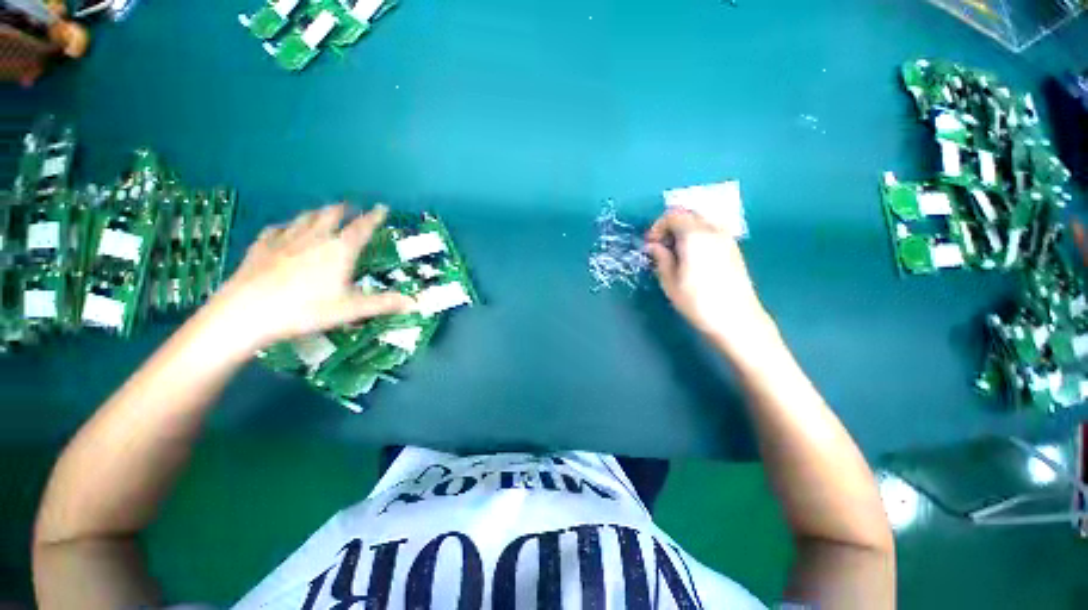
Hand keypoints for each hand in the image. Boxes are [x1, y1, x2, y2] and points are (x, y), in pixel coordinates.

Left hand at [206, 204, 413, 350]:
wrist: (246, 314)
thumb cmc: (305, 311)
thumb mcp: (350, 310)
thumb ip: (384, 304)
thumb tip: (415, 302)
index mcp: (339, 251)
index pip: (361, 228)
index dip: (373, 217)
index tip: (381, 208)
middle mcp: (314, 239)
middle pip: (331, 216)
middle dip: (343, 210)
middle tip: (350, 206)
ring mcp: (284, 241)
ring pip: (304, 219)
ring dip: (317, 213)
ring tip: (323, 212)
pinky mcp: (261, 248)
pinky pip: (275, 230)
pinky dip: (285, 226)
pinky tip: (284, 228)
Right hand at [645, 209, 775, 350]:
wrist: (737, 319)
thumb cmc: (697, 302)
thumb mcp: (670, 282)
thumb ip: (661, 258)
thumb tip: (654, 246)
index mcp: (694, 235)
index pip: (673, 215)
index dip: (657, 227)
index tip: (650, 245)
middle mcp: (713, 230)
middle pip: (688, 215)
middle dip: (670, 227)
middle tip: (660, 248)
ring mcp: (727, 238)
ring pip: (701, 223)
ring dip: (684, 232)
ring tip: (675, 255)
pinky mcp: (734, 249)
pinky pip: (711, 233)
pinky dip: (697, 238)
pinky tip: (692, 259)